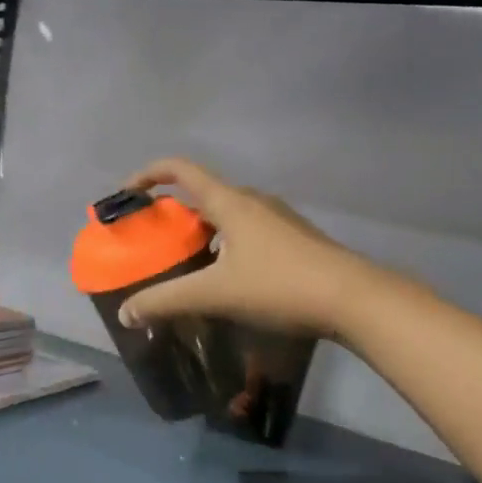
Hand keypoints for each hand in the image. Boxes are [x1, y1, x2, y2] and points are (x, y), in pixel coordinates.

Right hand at [116, 157, 370, 336]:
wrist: (355, 299)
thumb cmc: (280, 285)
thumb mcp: (215, 294)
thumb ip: (166, 301)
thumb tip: (127, 313)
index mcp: (230, 202)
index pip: (180, 169)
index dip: (148, 174)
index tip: (126, 194)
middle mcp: (253, 201)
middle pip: (202, 194)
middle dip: (172, 213)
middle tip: (154, 242)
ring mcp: (277, 219)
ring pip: (226, 215)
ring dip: (200, 232)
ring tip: (185, 265)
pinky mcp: (293, 239)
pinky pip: (245, 231)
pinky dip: (224, 245)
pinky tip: (226, 280)